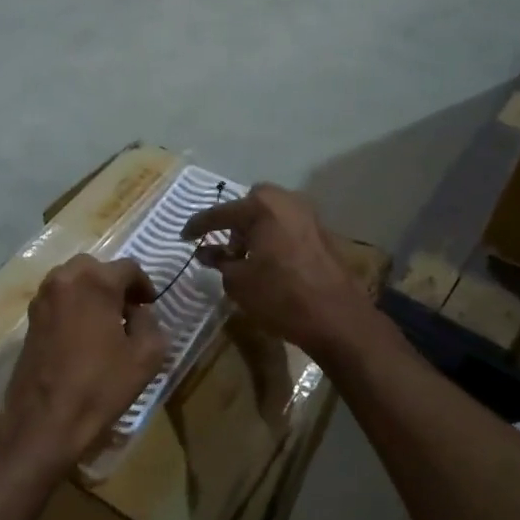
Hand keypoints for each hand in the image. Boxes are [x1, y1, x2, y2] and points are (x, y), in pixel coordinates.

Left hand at [0, 255, 167, 473]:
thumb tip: (140, 313)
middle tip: (128, 310)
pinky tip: (83, 334)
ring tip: (105, 322)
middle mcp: (65, 279)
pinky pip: (58, 298)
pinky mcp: (30, 319)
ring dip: (91, 292)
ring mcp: (42, 298)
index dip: (144, 285)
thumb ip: (151, 323)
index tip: (150, 306)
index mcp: (96, 282)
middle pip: (96, 267)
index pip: (129, 267)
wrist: (46, 420)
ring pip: (73, 280)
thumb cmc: (100, 386)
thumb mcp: (146, 356)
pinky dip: (73, 305)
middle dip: (115, 284)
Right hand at [182, 185, 372, 360]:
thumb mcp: (238, 282)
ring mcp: (309, 215)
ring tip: (245, 257)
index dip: (198, 226)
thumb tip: (207, 252)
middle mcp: (287, 201)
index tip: (183, 236)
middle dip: (234, 222)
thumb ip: (219, 261)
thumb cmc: (280, 296)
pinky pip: (288, 226)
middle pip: (251, 204)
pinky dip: (273, 237)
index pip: (220, 213)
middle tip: (223, 247)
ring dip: (255, 229)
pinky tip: (268, 261)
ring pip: (272, 213)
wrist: (336, 317)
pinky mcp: (322, 233)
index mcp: (262, 207)